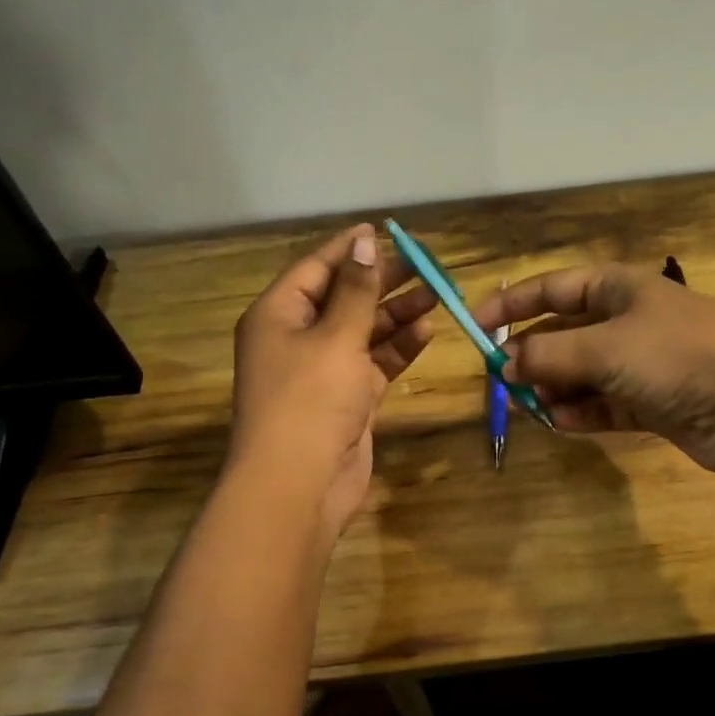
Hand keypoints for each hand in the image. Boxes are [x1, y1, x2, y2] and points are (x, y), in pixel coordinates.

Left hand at [229, 225, 436, 535]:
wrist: (300, 485)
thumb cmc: (309, 400)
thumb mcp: (335, 338)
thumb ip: (356, 291)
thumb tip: (364, 242)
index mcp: (278, 315)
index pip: (316, 268)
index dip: (350, 249)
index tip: (386, 231)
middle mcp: (297, 338)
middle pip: (344, 297)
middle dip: (382, 281)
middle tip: (425, 264)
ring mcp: (323, 370)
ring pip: (364, 331)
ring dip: (396, 313)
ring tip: (436, 293)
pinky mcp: (348, 398)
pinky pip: (375, 362)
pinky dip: (398, 348)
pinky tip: (426, 330)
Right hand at [473, 264, 714, 474]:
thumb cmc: (674, 356)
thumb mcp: (603, 349)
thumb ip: (548, 355)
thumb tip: (505, 365)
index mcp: (619, 288)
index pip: (553, 287)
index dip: (513, 304)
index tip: (476, 326)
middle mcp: (629, 321)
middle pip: (565, 333)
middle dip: (534, 356)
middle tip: (503, 381)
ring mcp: (643, 363)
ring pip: (583, 373)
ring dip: (556, 389)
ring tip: (532, 406)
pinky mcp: (653, 402)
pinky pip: (605, 404)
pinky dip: (582, 412)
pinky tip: (562, 422)